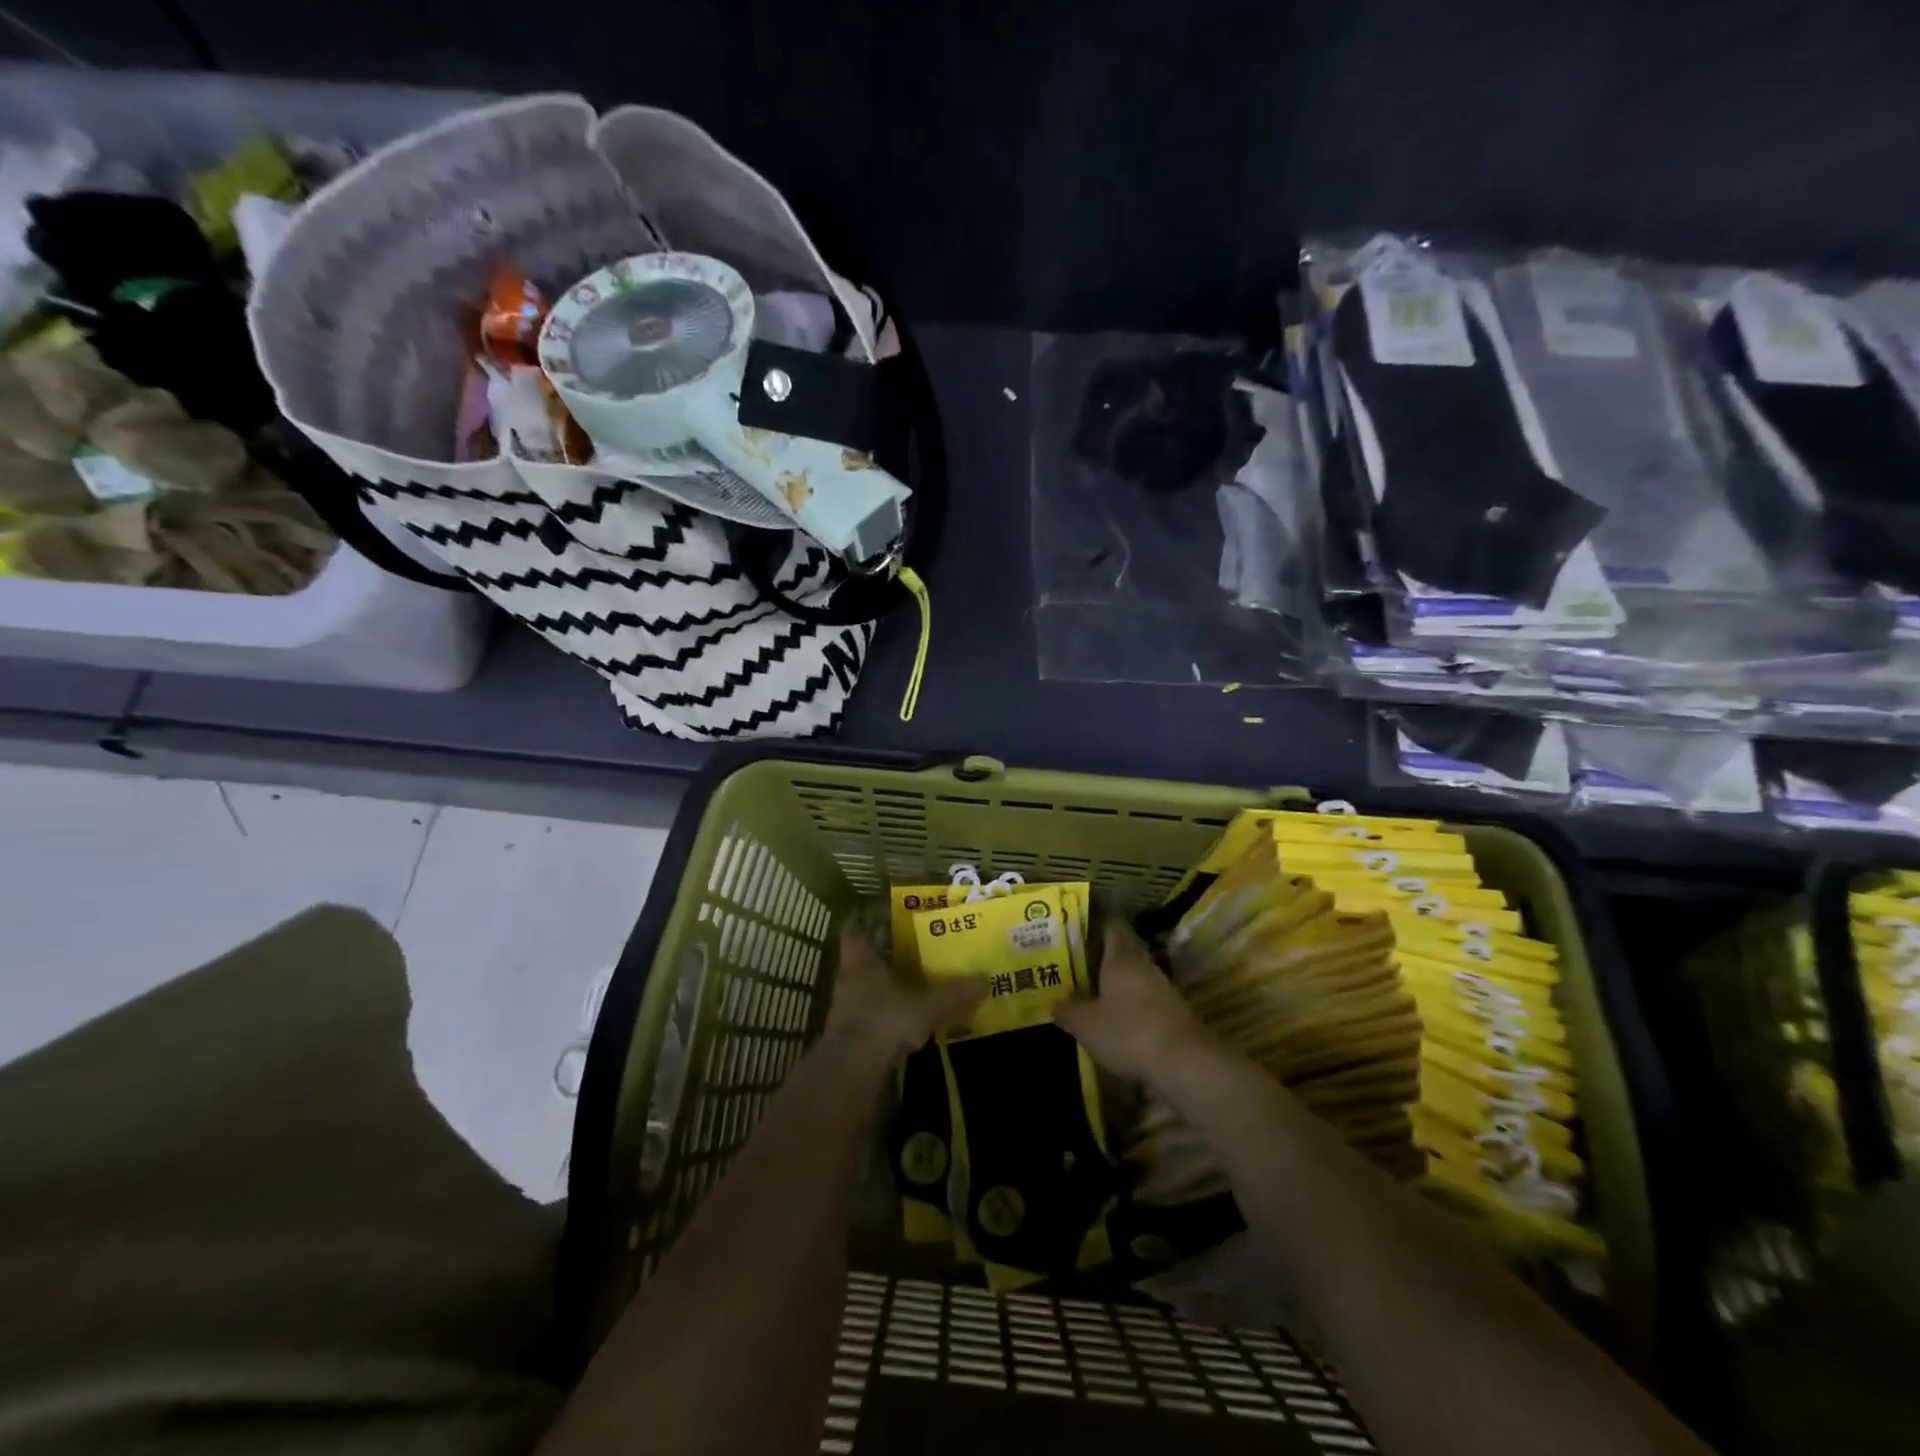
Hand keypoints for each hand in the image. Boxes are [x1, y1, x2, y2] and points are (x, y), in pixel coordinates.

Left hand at [826, 925, 984, 1061]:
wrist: (851, 1073)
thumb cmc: (883, 1022)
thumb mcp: (925, 1007)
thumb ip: (952, 995)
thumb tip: (984, 979)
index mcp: (861, 963)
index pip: (855, 935)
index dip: (866, 927)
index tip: (882, 922)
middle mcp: (849, 982)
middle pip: (862, 965)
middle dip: (884, 961)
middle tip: (911, 956)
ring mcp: (845, 1013)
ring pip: (866, 994)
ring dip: (885, 993)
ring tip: (913, 991)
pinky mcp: (850, 1041)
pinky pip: (871, 1021)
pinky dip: (887, 1021)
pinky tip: (907, 1027)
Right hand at [1054, 923, 1209, 1079]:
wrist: (1184, 1061)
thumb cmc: (1128, 1032)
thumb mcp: (1086, 1025)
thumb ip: (1066, 1011)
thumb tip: (1053, 1002)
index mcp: (1120, 958)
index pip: (1108, 931)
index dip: (1091, 931)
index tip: (1074, 938)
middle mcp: (1142, 965)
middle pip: (1121, 954)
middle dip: (1101, 962)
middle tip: (1077, 970)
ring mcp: (1162, 987)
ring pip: (1134, 978)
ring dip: (1118, 986)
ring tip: (1094, 997)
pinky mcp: (1174, 1011)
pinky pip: (1146, 1000)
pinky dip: (1132, 1006)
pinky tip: (1119, 1022)